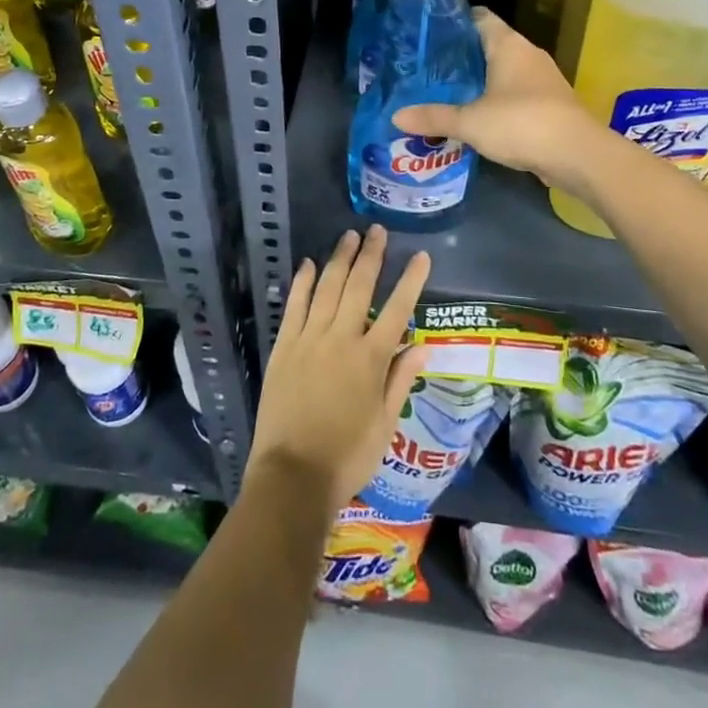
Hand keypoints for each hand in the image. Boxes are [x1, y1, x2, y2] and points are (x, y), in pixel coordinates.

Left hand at [249, 227, 429, 515]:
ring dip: (339, 259)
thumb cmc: (347, 457)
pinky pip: (294, 306)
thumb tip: (423, 346)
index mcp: (371, 359)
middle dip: (371, 255)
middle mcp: (342, 339)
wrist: (292, 476)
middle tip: (377, 231)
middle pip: (359, 286)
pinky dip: (302, 282)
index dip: (411, 280)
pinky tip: (307, 264)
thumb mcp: (384, 425)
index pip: (397, 309)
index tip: (421, 256)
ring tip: (349, 236)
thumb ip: (401, 380)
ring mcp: (310, 339)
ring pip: (327, 288)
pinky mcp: (284, 346)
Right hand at [392, 9, 598, 190]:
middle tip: (428, 67)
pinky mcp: (549, 103)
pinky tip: (476, 116)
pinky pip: (516, 93)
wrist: (578, 155)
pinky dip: (496, 100)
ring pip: (504, 70)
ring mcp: (542, 79)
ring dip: (480, 80)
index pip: (479, 17)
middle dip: (461, 55)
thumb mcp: (470, 122)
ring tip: (446, 91)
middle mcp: (527, 54)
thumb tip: (396, 116)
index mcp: (508, 45)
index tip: (429, 32)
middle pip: (489, 44)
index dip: (454, 21)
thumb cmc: (521, 123)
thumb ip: (434, 117)